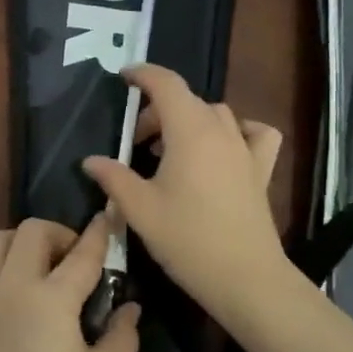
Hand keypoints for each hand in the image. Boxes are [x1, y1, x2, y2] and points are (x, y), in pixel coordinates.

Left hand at [0, 217, 139, 351]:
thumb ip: (121, 338)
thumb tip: (131, 309)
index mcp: (54, 299)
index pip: (84, 253)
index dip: (101, 231)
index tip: (110, 215)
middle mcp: (15, 286)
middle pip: (32, 230)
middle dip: (58, 233)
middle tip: (74, 260)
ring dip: (19, 243)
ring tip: (37, 267)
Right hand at [82, 64, 289, 318]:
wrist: (245, 277)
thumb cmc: (187, 240)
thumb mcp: (140, 210)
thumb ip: (113, 178)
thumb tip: (90, 160)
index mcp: (189, 131)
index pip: (166, 84)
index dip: (143, 75)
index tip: (123, 77)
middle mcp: (221, 130)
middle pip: (187, 101)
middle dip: (157, 110)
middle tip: (136, 141)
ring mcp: (246, 149)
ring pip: (216, 114)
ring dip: (189, 121)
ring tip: (169, 150)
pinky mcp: (261, 170)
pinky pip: (254, 134)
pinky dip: (237, 131)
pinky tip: (224, 149)